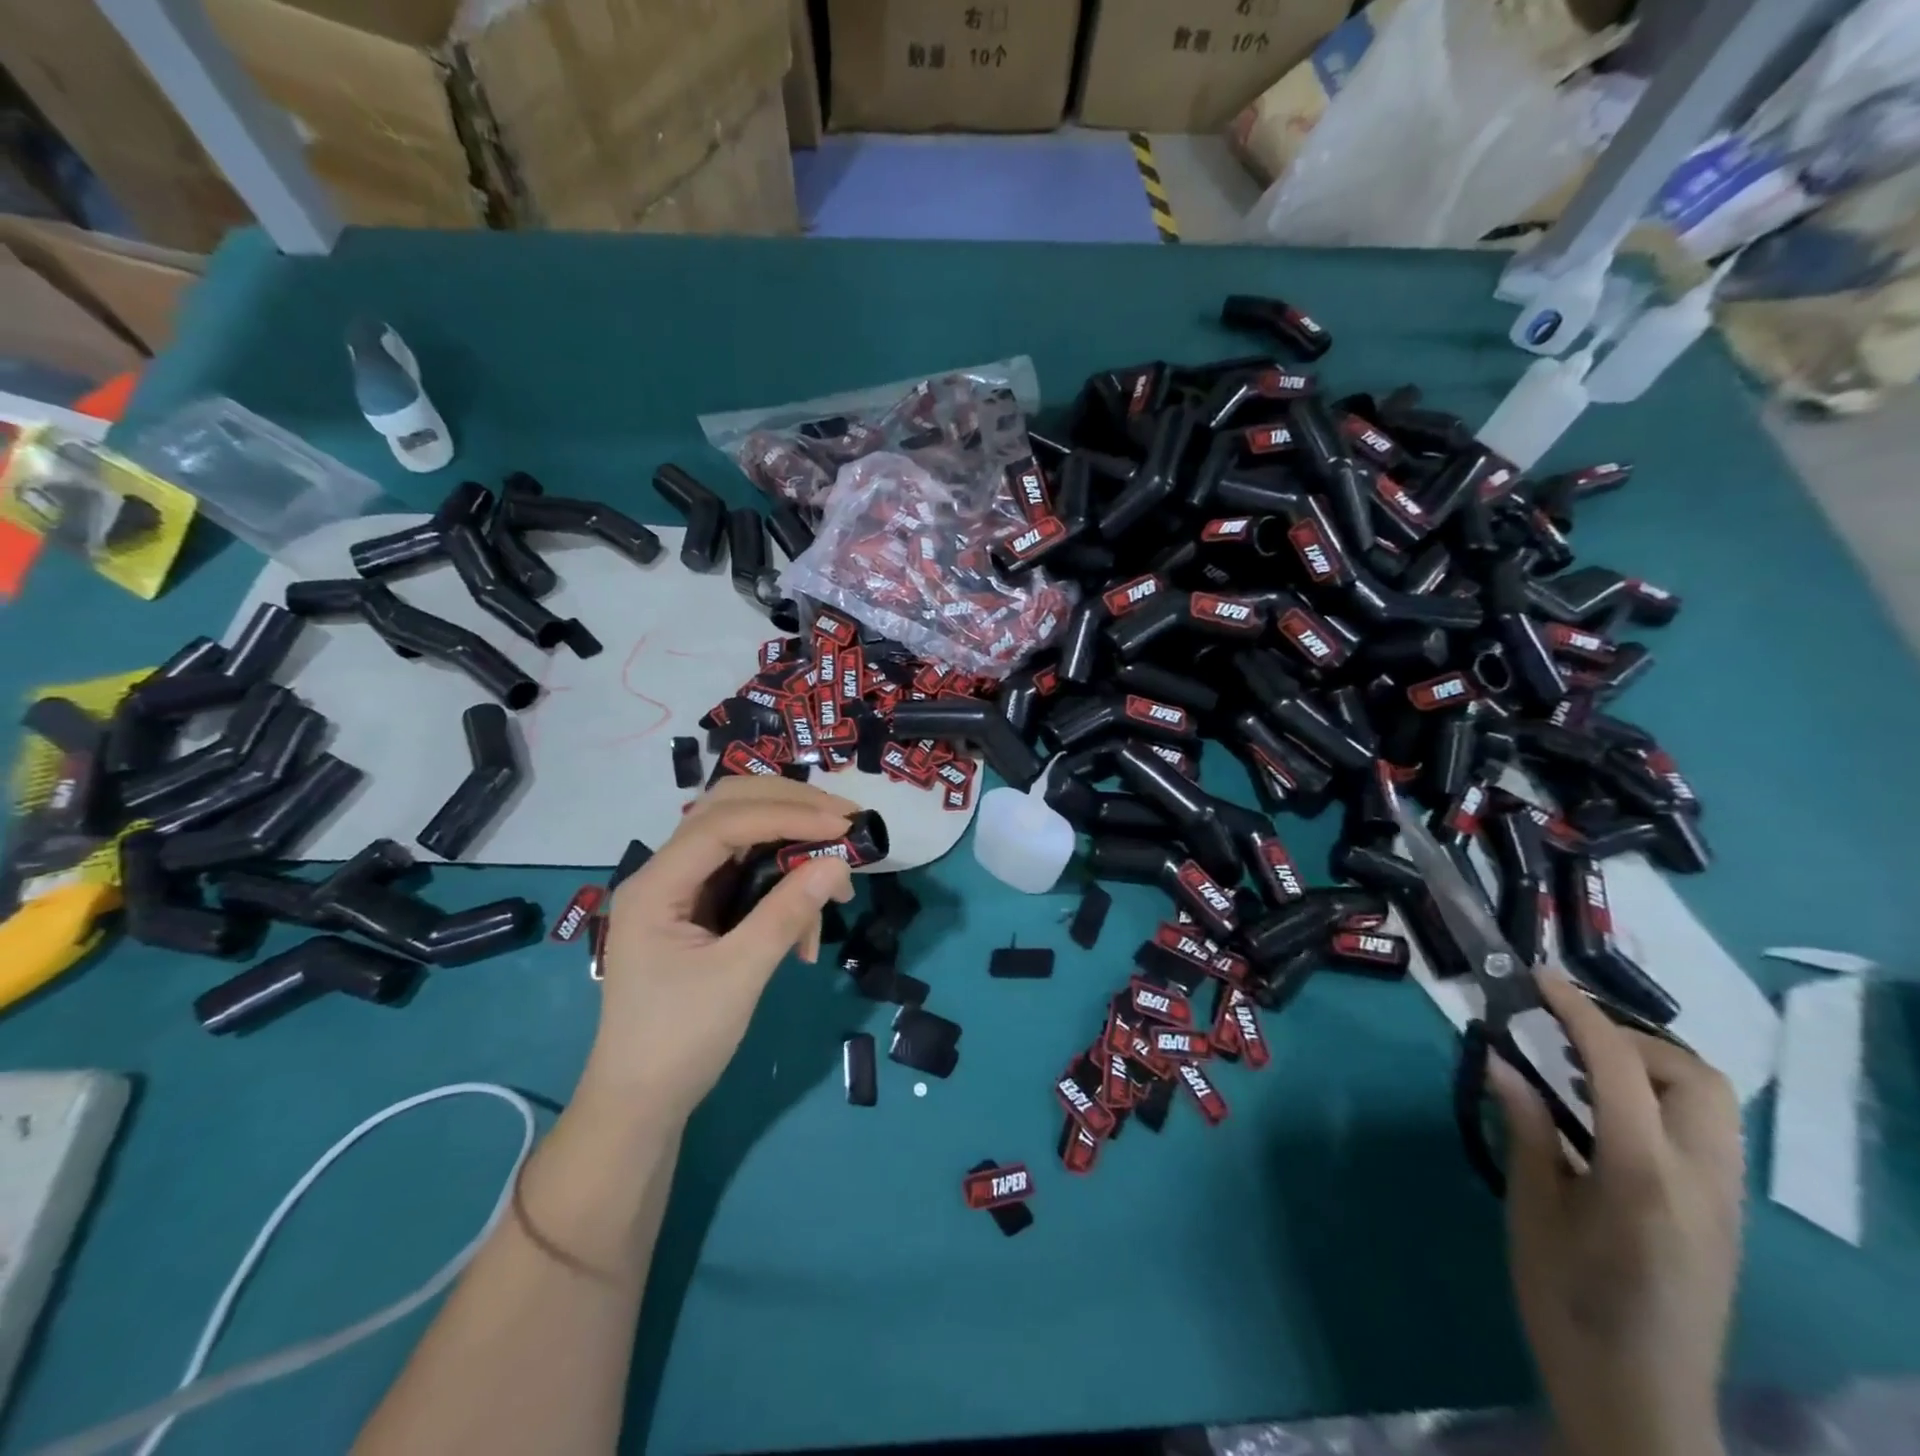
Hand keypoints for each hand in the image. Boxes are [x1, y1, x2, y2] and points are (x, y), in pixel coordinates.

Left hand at [579, 777, 857, 1124]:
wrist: (640, 1103)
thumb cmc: (679, 1041)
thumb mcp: (739, 976)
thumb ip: (786, 913)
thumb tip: (839, 862)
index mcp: (657, 884)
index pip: (724, 822)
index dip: (787, 815)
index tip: (843, 825)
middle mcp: (666, 873)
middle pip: (730, 810)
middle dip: (790, 810)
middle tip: (845, 822)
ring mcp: (683, 889)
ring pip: (743, 838)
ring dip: (792, 848)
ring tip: (837, 884)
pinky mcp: (700, 909)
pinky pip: (748, 874)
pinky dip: (784, 885)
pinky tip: (808, 924)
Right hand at [1490, 972, 1743, 1455]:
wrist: (1640, 1402)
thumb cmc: (1567, 1303)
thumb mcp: (1531, 1210)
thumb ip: (1525, 1129)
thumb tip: (1501, 1059)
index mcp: (1644, 1177)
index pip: (1620, 1067)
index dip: (1579, 1012)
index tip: (1539, 980)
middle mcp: (1702, 1181)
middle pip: (1694, 1077)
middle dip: (1630, 1037)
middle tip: (1564, 1034)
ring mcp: (1725, 1203)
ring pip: (1711, 1103)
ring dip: (1650, 1066)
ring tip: (1581, 1068)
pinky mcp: (1724, 1218)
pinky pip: (1704, 1133)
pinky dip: (1659, 1100)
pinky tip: (1604, 1116)